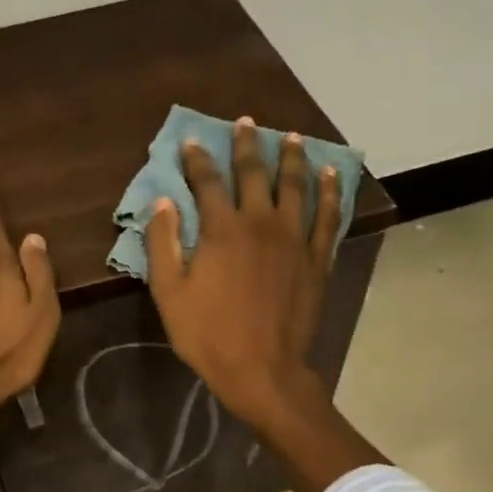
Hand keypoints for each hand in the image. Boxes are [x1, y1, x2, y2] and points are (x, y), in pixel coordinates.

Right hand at [146, 119, 343, 431]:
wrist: (262, 369)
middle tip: (246, 123)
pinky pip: (327, 215)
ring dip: (292, 158)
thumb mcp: (169, 294)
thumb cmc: (208, 335)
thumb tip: (163, 203)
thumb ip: (163, 244)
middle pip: (254, 173)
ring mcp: (294, 238)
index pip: (207, 182)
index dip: (197, 159)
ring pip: (295, 186)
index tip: (192, 141)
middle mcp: (260, 223)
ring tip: (292, 137)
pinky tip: (329, 175)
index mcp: (222, 230)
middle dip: (247, 145)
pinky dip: (328, 192)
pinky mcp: (316, 258)